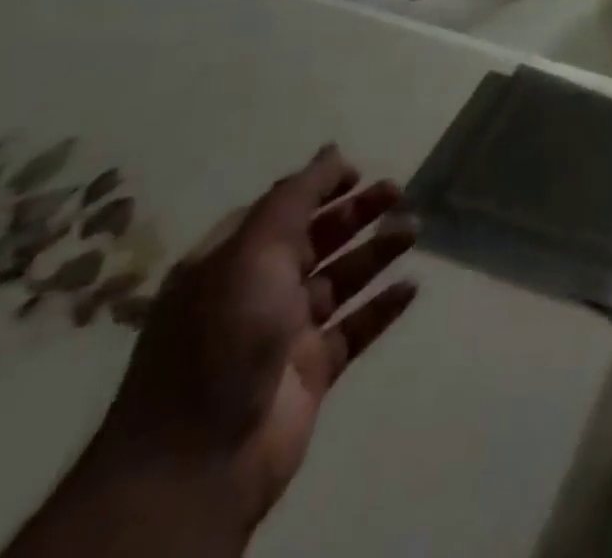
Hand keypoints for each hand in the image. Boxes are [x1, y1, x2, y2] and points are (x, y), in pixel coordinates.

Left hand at [80, 146, 416, 538]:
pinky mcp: (311, 371)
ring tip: (414, 230)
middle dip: (356, 213)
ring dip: (376, 252)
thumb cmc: (223, 337)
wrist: (198, 462)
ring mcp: (284, 334)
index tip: (360, 171)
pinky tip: (411, 286)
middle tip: (398, 192)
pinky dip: (382, 306)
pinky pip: (355, 328)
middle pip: (315, 240)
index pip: (279, 211)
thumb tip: (331, 149)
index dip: (318, 187)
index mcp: (230, 263)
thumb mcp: (254, 250)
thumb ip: (296, 196)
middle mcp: (256, 293)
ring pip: (340, 280)